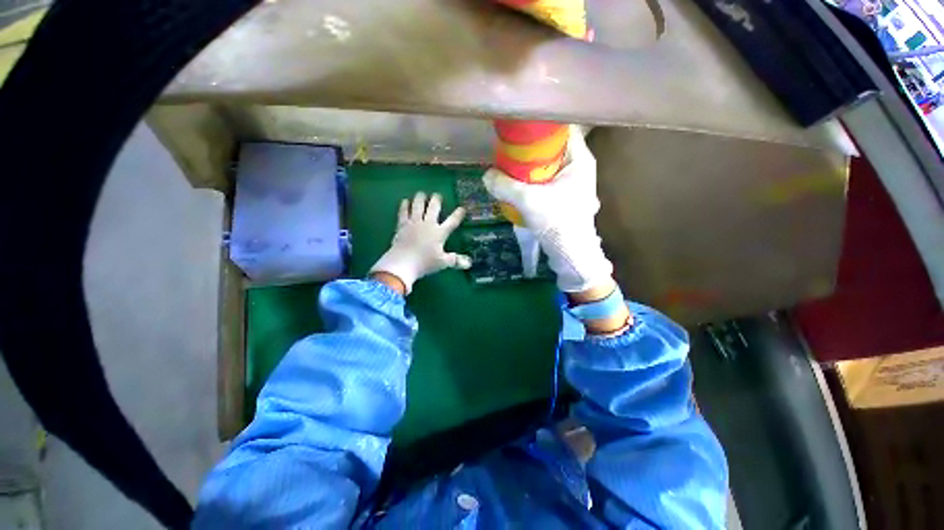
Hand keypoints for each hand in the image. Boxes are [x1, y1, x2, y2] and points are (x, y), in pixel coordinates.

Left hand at [369, 192, 470, 294]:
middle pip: (433, 208)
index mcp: (439, 233)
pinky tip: (405, 201)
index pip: (452, 222)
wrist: (403, 262)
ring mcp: (414, 223)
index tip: (462, 208)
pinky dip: (405, 206)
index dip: (458, 214)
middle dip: (436, 200)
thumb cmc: (425, 263)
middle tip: (437, 195)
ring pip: (418, 206)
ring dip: (420, 199)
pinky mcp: (402, 225)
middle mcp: (427, 224)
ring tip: (421, 193)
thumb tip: (469, 263)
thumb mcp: (443, 262)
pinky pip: (404, 212)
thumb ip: (455, 260)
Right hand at [483, 127, 612, 292]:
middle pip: (553, 149)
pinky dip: (533, 181)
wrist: (570, 254)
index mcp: (580, 160)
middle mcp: (579, 168)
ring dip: (530, 168)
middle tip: (510, 151)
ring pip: (548, 166)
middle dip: (531, 150)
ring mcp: (573, 184)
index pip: (562, 130)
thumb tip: (487, 175)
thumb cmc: (557, 222)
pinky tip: (518, 186)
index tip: (519, 130)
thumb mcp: (528, 200)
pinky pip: (546, 181)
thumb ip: (504, 185)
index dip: (541, 127)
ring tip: (510, 168)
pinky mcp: (565, 198)